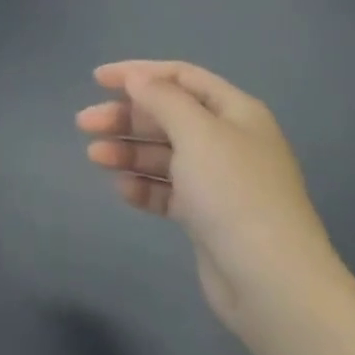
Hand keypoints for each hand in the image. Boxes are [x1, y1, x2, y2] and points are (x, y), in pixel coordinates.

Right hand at [77, 60, 345, 332]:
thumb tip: (137, 77)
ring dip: (129, 151)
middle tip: (85, 124)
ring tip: (94, 157)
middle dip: (126, 117)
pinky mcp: (207, 217)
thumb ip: (163, 99)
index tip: (97, 80)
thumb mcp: (197, 133)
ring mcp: (219, 181)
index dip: (139, 73)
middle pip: (168, 116)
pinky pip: (168, 191)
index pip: (181, 77)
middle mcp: (229, 141)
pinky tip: (123, 189)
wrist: (270, 280)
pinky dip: (144, 186)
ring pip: (164, 154)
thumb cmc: (233, 192)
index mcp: (236, 112)